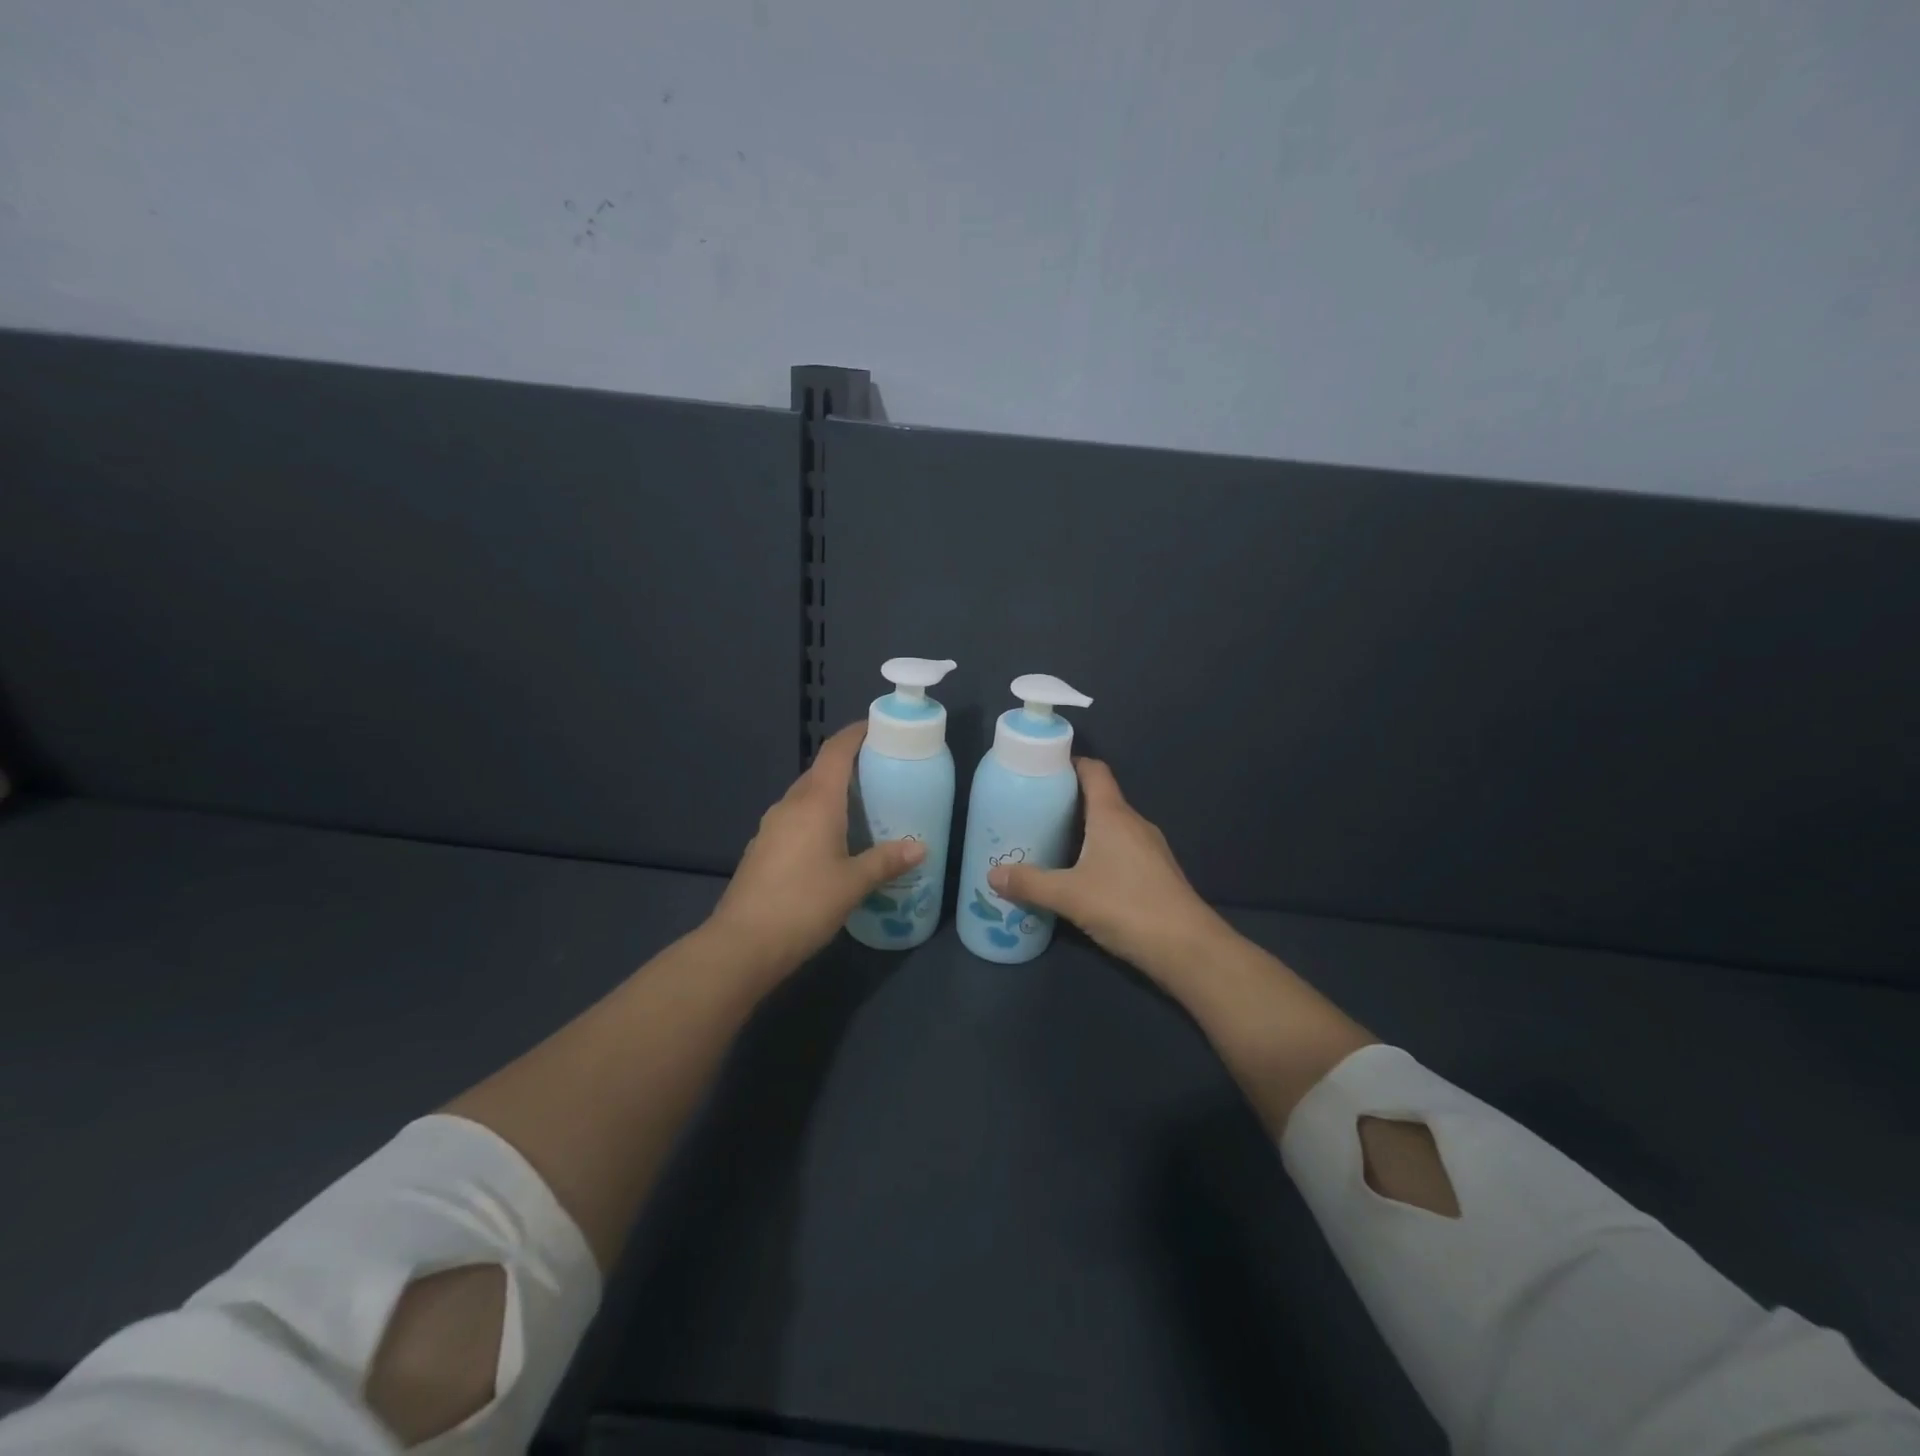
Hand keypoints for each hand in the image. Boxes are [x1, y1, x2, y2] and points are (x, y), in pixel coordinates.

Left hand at [709, 722, 924, 972]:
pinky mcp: (762, 849)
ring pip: (806, 797)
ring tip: (863, 809)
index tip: (878, 728)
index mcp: (815, 801)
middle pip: (820, 772)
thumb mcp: (853, 883)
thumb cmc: (804, 904)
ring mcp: (771, 826)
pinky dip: (817, 819)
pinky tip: (833, 843)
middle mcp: (790, 805)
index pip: (835, 751)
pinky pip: (795, 820)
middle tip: (882, 774)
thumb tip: (921, 847)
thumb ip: (886, 861)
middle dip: (849, 766)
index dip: (855, 734)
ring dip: (832, 795)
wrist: (743, 944)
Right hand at [987, 758, 1228, 982]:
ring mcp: (1150, 848)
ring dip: (1084, 830)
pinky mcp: (1156, 872)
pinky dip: (1099, 852)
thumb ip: (1030, 883)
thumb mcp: (1069, 895)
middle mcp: (1134, 823)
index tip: (1043, 769)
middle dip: (1068, 801)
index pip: (1094, 771)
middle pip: (1100, 798)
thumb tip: (992, 874)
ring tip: (1051, 843)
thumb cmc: (1126, 906)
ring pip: (1111, 826)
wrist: (1187, 948)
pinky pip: (1122, 849)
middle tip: (1034, 811)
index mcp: (1113, 815)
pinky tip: (1081, 875)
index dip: (1071, 763)